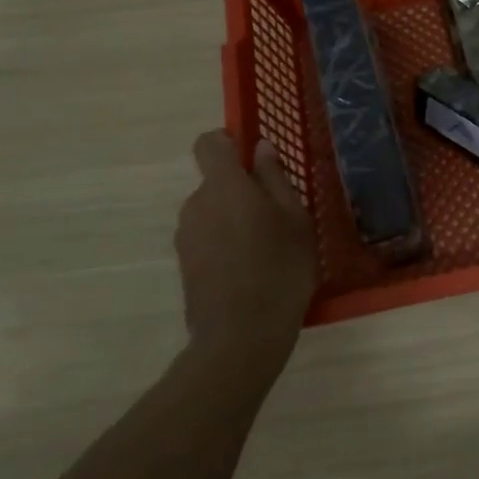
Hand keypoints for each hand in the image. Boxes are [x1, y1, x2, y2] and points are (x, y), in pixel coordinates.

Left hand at [174, 131, 316, 373]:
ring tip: (267, 248)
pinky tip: (250, 269)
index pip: (209, 143)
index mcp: (224, 185)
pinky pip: (207, 238)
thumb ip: (275, 179)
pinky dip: (225, 243)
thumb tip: (260, 148)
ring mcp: (186, 236)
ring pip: (212, 211)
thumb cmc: (280, 268)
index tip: (254, 158)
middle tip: (277, 216)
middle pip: (215, 181)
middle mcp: (196, 204)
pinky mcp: (184, 264)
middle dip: (242, 190)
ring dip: (234, 218)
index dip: (228, 142)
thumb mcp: (294, 219)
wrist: (241, 336)